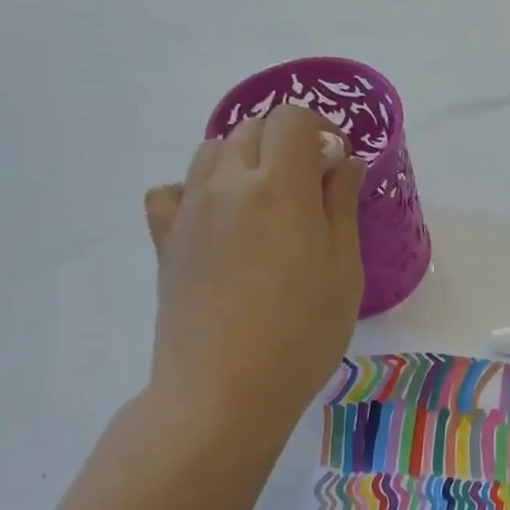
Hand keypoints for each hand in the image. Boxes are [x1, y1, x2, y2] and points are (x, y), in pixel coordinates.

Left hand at [141, 105, 365, 438]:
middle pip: (252, 127)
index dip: (322, 130)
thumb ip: (341, 205)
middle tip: (312, 185)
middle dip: (287, 140)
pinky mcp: (165, 241)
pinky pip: (173, 190)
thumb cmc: (302, 333)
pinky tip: (217, 219)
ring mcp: (190, 211)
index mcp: (279, 187)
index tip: (338, 165)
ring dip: (245, 158)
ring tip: (268, 200)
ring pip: (211, 151)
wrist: (224, 389)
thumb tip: (341, 161)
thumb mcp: (344, 269)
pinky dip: (197, 189)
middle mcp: (227, 184)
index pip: (293, 119)